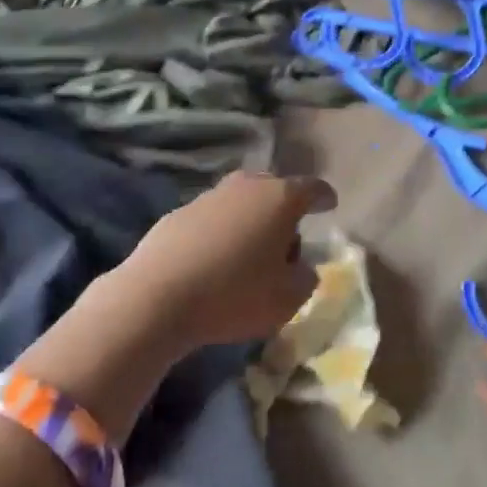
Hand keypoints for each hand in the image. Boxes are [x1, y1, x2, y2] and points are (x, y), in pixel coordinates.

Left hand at [121, 170, 337, 349]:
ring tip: (249, 252)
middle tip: (288, 237)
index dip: (324, 197)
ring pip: (241, 202)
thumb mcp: (287, 299)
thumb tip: (301, 268)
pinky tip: (215, 259)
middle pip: (274, 189)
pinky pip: (212, 218)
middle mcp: (246, 187)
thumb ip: (305, 279)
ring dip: (250, 220)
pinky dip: (220, 232)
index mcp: (281, 199)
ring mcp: (209, 196)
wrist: (156, 297)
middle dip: (285, 209)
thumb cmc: (234, 295)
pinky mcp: (178, 213)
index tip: (330, 204)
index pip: (313, 188)